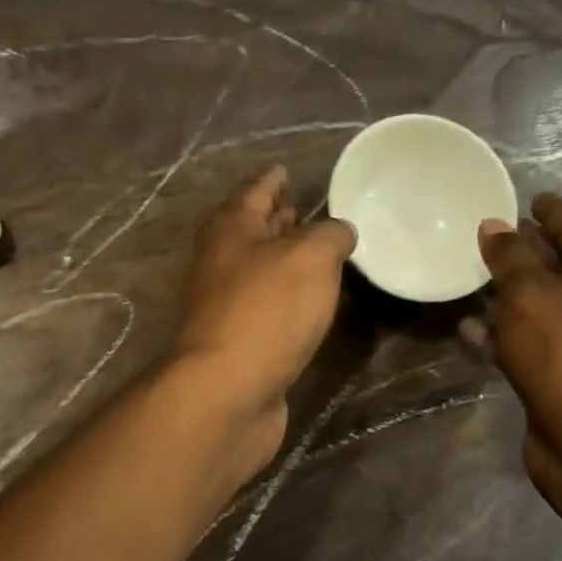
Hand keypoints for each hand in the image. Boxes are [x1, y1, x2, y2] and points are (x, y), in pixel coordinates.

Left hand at [171, 167, 355, 469]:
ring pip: (261, 270)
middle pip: (252, 231)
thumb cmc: (267, 311)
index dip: (274, 179)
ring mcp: (226, 305)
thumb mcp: (311, 257)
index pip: (255, 190)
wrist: (227, 391)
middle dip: (278, 219)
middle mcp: (221, 262)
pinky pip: (268, 307)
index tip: (287, 169)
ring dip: (285, 260)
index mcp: (230, 228)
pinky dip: (288, 298)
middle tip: (309, 209)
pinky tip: (311, 302)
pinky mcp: (239, 342)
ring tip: (320, 252)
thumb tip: (339, 232)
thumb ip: (331, 235)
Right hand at [478, 193, 561, 510]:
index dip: (555, 212)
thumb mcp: (532, 296)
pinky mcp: (559, 377)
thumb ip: (511, 258)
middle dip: (531, 250)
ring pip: (541, 307)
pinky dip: (500, 333)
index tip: (530, 198)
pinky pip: (525, 343)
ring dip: (510, 293)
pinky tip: (469, 329)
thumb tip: (493, 226)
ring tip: (474, 278)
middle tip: (494, 236)